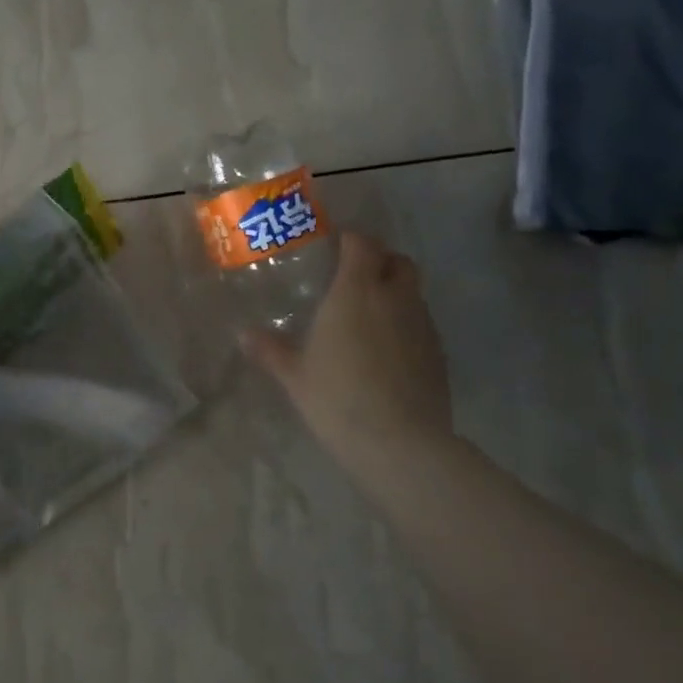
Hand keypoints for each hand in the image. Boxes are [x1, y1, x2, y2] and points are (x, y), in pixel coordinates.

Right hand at [243, 231, 453, 481]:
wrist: (399, 442)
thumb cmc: (337, 398)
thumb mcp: (294, 376)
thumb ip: (270, 350)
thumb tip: (245, 335)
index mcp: (356, 292)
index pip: (363, 244)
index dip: (352, 239)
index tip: (335, 245)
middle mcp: (394, 298)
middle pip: (399, 261)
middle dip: (381, 261)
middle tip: (356, 277)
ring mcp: (422, 325)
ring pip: (413, 292)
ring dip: (395, 293)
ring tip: (369, 316)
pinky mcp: (438, 352)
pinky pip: (421, 323)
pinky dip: (405, 324)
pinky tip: (386, 351)